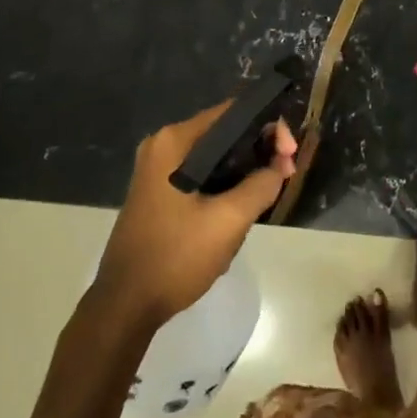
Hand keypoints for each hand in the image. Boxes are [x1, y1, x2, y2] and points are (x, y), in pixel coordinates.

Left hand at [92, 105, 296, 326]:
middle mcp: (162, 147)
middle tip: (285, 176)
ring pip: (215, 158)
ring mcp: (157, 171)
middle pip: (224, 133)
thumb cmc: (176, 256)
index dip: (268, 128)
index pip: (232, 113)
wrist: (126, 305)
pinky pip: (201, 176)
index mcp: (174, 142)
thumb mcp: (229, 220)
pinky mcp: (158, 193)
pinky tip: (239, 209)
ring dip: (244, 172)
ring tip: (266, 195)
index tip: (290, 156)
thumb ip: (261, 184)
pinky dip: (225, 185)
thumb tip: (280, 165)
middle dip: (258, 151)